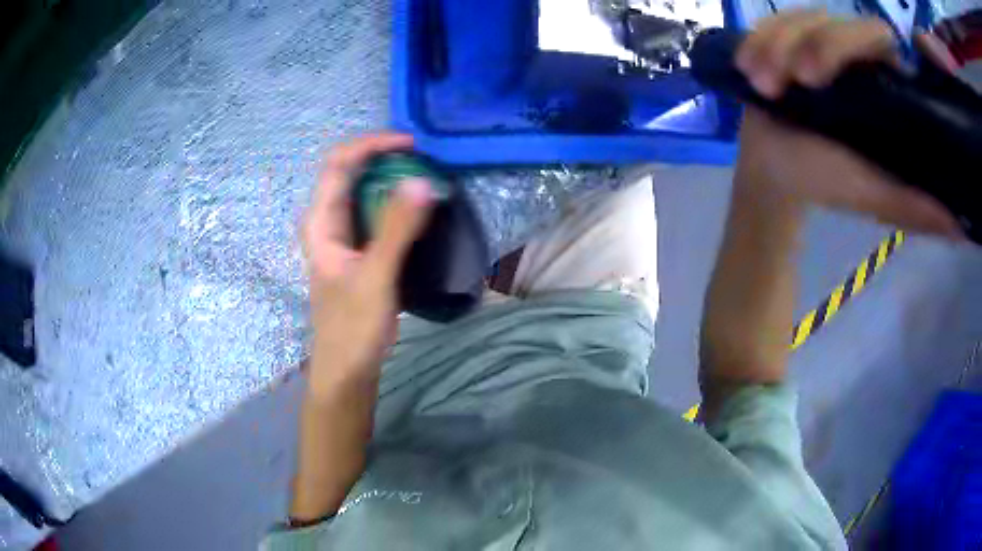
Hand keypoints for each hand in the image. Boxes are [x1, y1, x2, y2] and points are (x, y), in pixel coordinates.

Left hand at [301, 133, 432, 396]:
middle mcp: (327, 222)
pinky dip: (395, 203)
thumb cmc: (352, 327)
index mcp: (320, 222)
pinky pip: (374, 214)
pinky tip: (418, 209)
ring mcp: (341, 237)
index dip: (371, 145)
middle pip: (350, 172)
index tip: (410, 144)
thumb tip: (422, 181)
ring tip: (425, 176)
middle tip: (424, 158)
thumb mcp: (375, 277)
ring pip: (363, 193)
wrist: (347, 369)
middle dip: (384, 157)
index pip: (339, 164)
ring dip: (391, 179)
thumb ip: (396, 229)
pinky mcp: (357, 251)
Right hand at [734, 12, 963, 237]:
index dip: (849, 42)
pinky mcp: (789, 34)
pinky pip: (771, 18)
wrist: (773, 165)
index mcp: (884, 82)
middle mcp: (856, 53)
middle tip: (782, 83)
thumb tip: (958, 226)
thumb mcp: (871, 195)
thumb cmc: (823, 177)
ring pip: (798, 16)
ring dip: (773, 46)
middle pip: (834, 18)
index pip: (877, 36)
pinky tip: (747, 67)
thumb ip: (912, 206)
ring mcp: (820, 38)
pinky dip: (756, 41)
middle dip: (803, 45)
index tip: (816, 76)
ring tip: (763, 85)